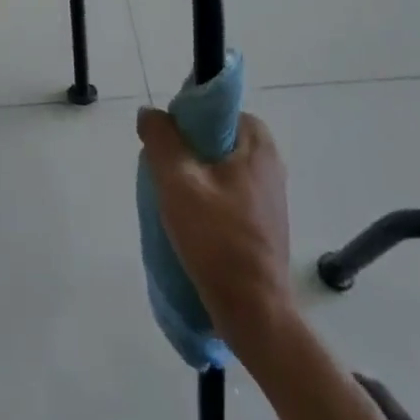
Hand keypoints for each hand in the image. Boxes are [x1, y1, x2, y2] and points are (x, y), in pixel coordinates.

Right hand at [138, 109, 292, 346]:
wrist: (254, 313)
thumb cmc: (217, 240)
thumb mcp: (178, 182)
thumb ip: (161, 140)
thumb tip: (150, 113)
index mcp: (257, 143)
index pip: (216, 106)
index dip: (185, 117)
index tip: (166, 141)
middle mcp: (269, 161)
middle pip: (214, 136)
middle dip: (185, 149)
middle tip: (164, 172)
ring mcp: (268, 194)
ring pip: (218, 165)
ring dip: (192, 175)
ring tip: (172, 199)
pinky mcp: (262, 221)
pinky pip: (226, 191)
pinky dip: (205, 197)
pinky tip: (189, 221)